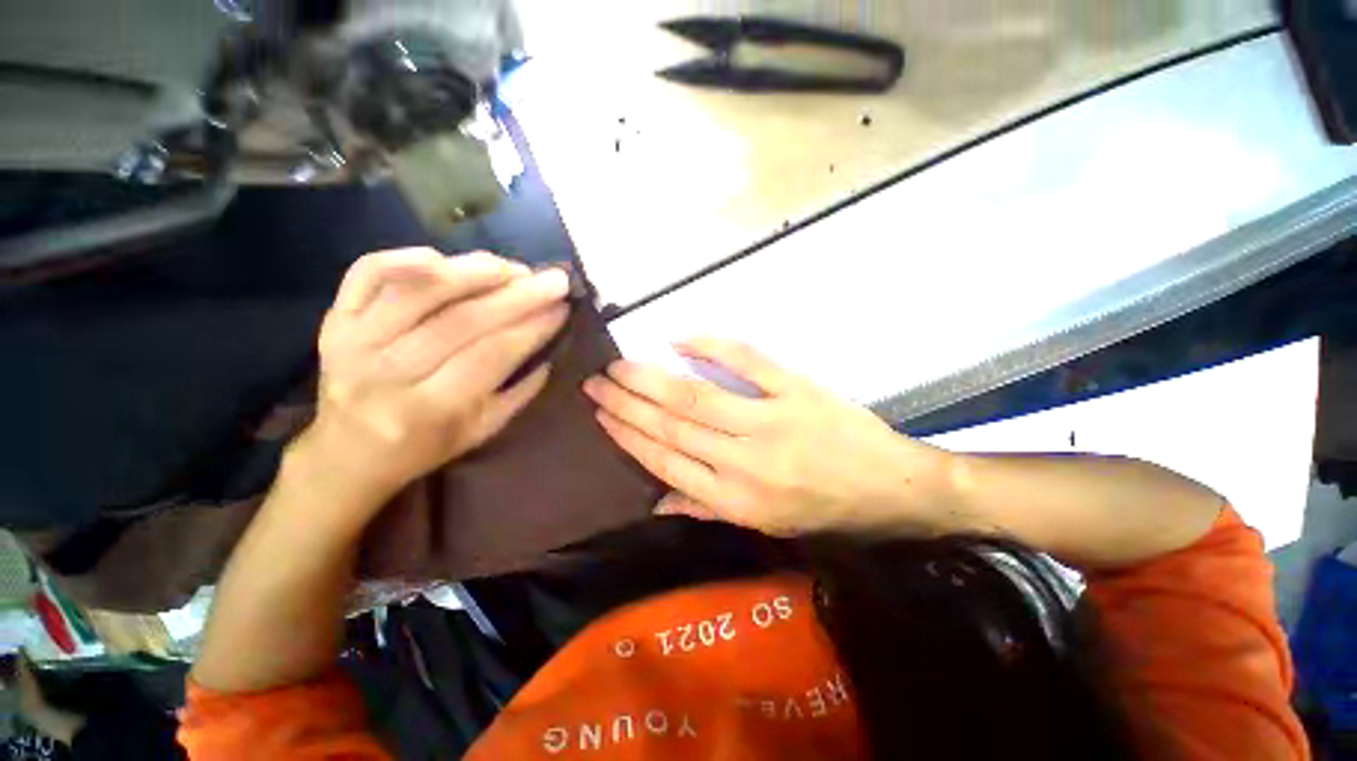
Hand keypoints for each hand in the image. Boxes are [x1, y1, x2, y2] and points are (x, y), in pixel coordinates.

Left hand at [294, 248, 570, 519]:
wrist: (347, 453)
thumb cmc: (425, 446)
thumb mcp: (482, 432)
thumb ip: (520, 392)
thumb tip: (550, 345)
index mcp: (428, 409)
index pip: (491, 355)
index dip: (532, 327)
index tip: (563, 307)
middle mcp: (386, 373)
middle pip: (461, 320)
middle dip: (518, 296)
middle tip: (554, 279)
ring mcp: (353, 341)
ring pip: (419, 291)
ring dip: (474, 272)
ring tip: (513, 267)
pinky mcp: (334, 319)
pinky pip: (367, 274)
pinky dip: (406, 257)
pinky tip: (447, 258)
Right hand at [583, 339, 954, 536]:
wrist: (892, 487)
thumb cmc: (823, 510)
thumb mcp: (764, 525)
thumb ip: (706, 510)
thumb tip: (654, 501)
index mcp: (736, 499)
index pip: (665, 462)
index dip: (628, 435)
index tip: (600, 414)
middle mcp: (746, 461)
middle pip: (672, 425)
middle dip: (627, 403)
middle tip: (596, 381)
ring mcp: (772, 420)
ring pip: (697, 396)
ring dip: (651, 379)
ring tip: (619, 365)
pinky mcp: (797, 389)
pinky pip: (748, 361)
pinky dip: (711, 346)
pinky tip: (680, 339)